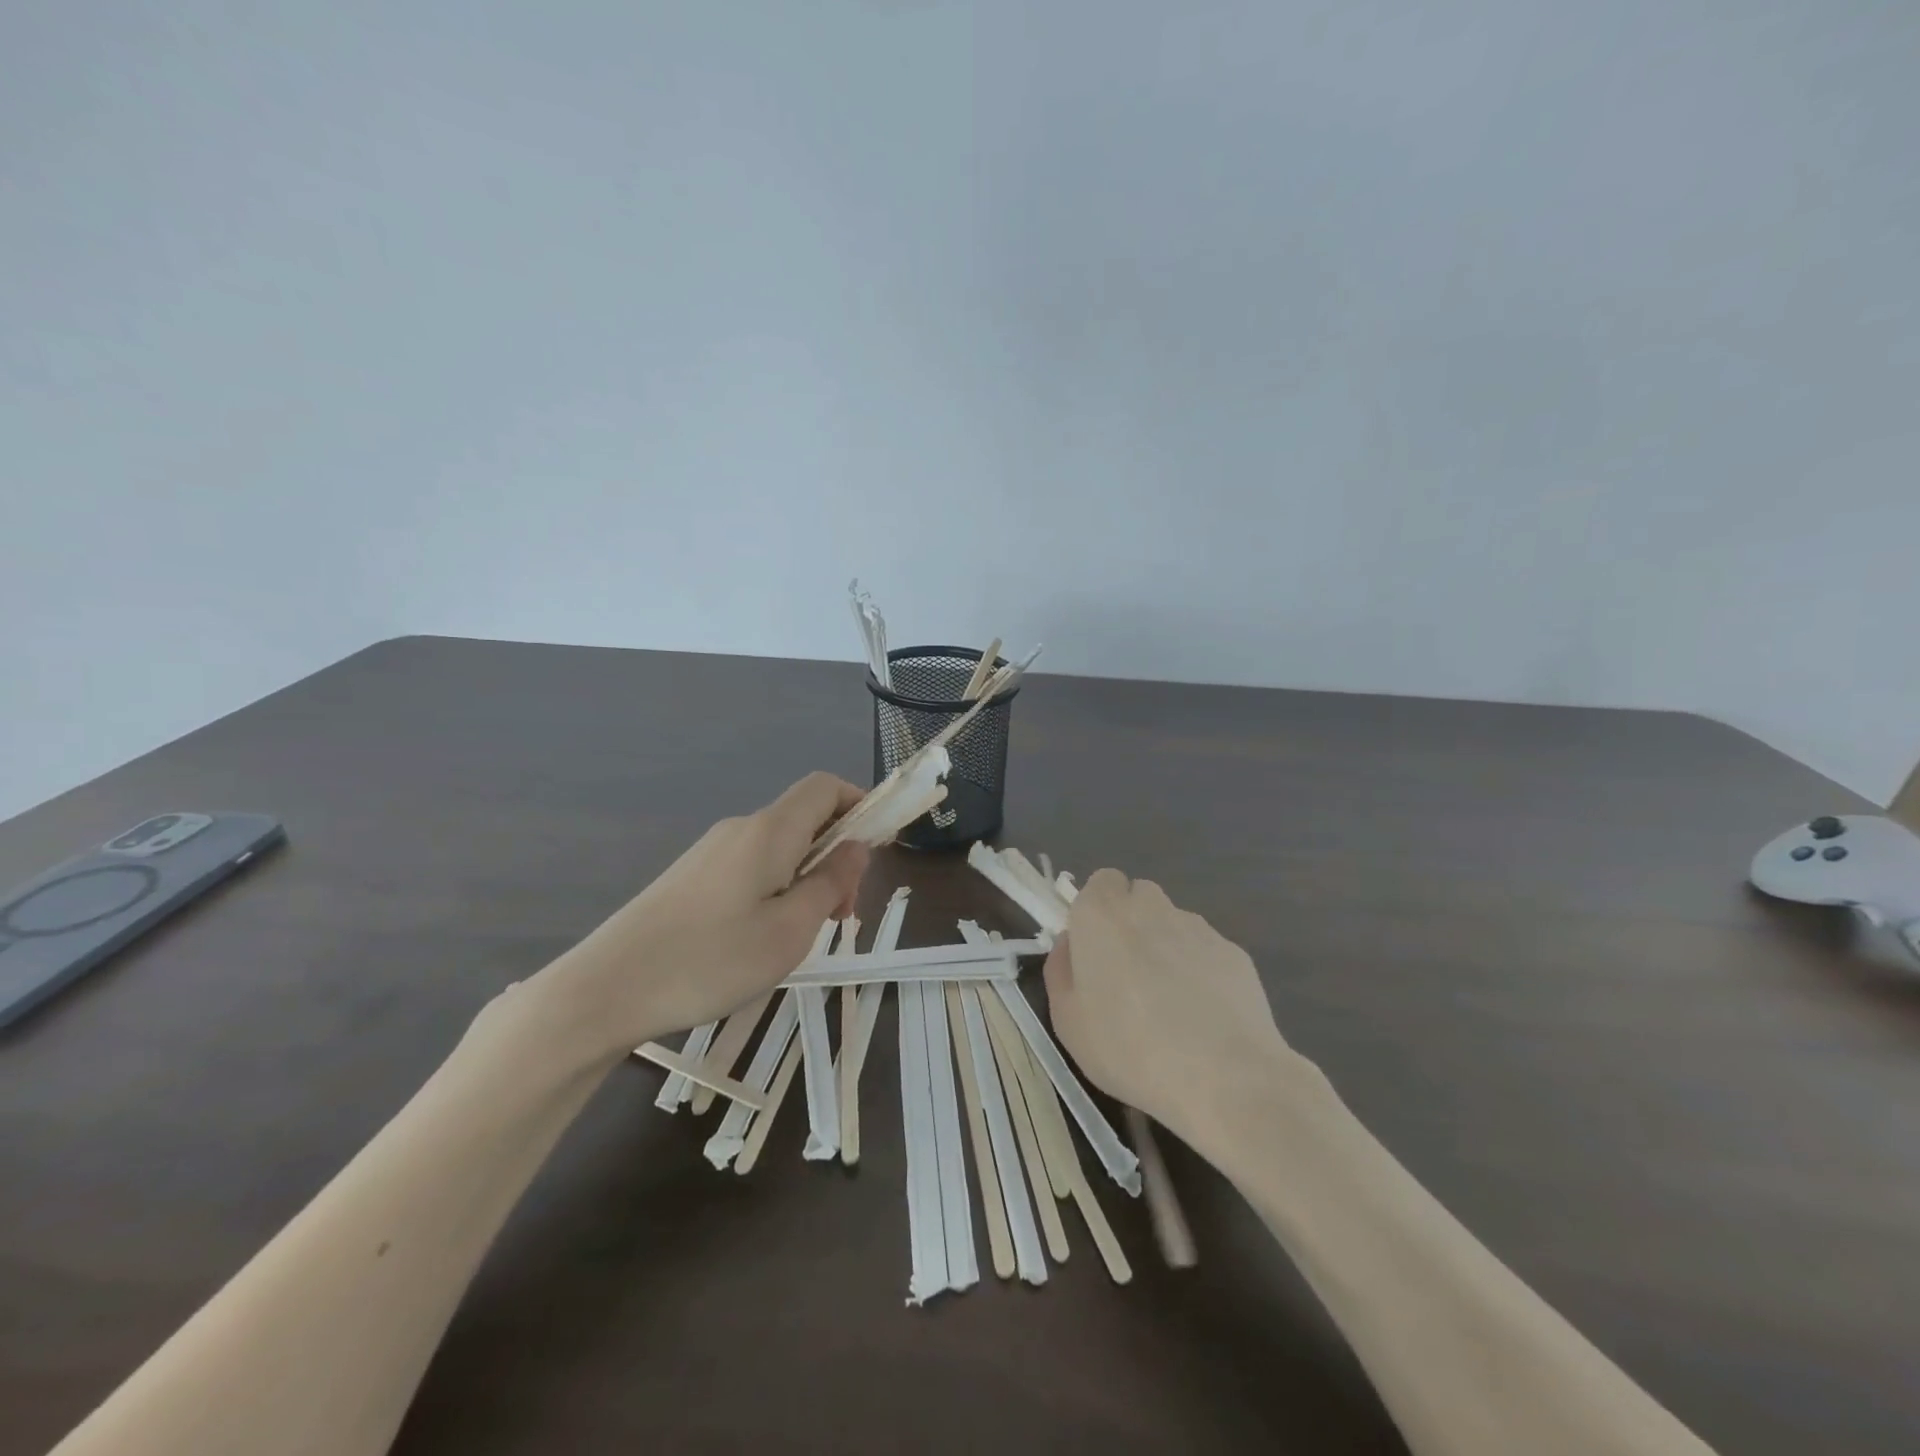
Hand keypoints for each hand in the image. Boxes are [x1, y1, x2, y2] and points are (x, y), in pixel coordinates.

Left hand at [539, 772, 869, 1056]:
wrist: (606, 989)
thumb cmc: (710, 960)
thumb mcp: (789, 930)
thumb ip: (830, 882)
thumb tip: (856, 846)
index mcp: (770, 831)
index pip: (825, 786)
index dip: (859, 804)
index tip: (874, 851)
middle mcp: (741, 829)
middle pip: (805, 818)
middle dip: (836, 856)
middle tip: (839, 916)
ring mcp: (711, 851)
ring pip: (780, 847)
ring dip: (807, 878)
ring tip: (801, 936)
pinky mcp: (691, 876)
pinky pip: (752, 866)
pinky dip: (776, 888)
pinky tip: (762, 938)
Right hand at [1043, 869, 1299, 1147]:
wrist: (1225, 1077)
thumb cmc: (1129, 1049)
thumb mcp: (1067, 1022)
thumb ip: (1061, 971)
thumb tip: (1072, 946)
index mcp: (1102, 915)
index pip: (1100, 882)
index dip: (1097, 911)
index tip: (1095, 950)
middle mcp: (1150, 907)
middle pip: (1138, 897)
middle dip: (1131, 924)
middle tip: (1127, 976)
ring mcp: (1197, 927)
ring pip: (1173, 923)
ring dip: (1166, 947)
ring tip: (1171, 1005)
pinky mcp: (1234, 952)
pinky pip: (1205, 952)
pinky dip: (1200, 971)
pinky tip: (1204, 1017)